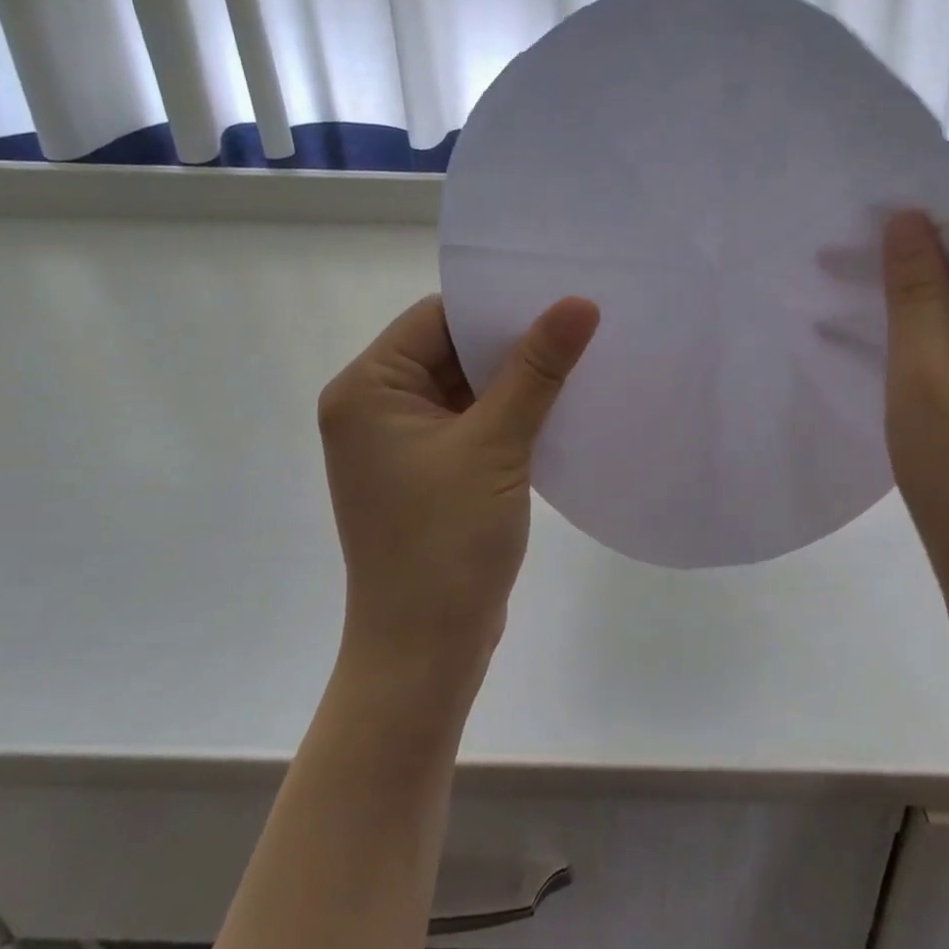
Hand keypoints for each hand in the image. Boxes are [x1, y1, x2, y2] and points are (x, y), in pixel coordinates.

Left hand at [316, 293, 599, 700]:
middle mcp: (375, 408)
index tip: (558, 296)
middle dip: (512, 342)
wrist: (424, 653)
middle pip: (451, 350)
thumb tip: (579, 302)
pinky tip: (560, 405)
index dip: (497, 306)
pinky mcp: (429, 471)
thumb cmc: (446, 543)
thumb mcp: (496, 445)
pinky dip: (511, 413)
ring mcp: (401, 443)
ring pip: (466, 387)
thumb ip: (537, 369)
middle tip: (581, 323)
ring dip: (516, 379)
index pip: (436, 318)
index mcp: (367, 389)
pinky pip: (473, 421)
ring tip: (581, 357)